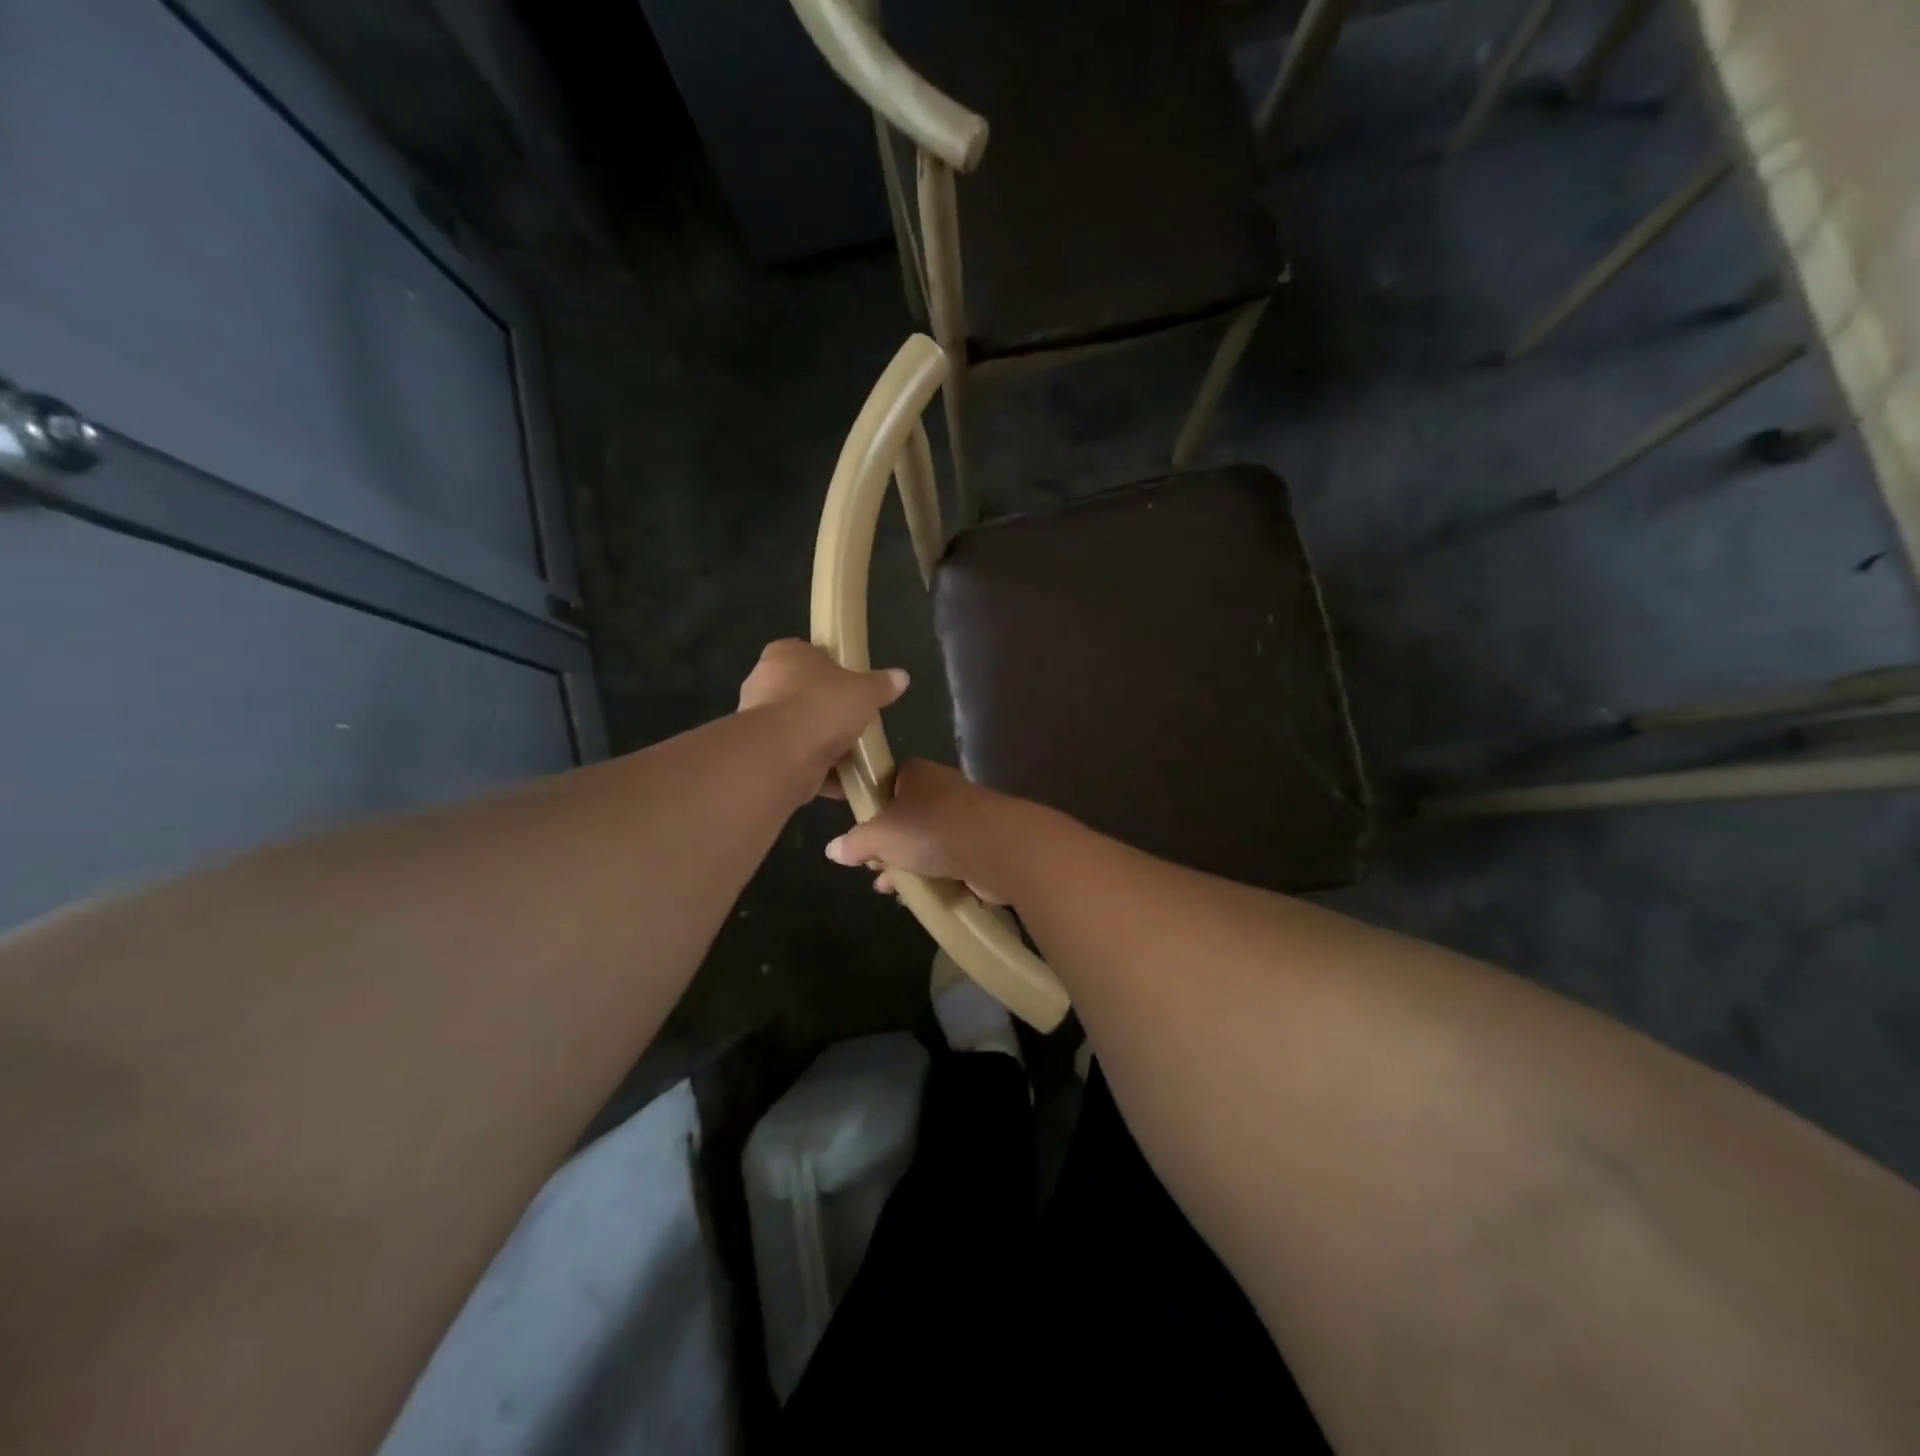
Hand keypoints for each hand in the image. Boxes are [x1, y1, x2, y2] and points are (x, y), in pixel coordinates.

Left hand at [737, 639, 907, 801]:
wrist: (783, 754)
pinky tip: (844, 784)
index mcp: (785, 655)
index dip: (833, 671)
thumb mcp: (864, 691)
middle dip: (829, 712)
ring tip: (855, 757)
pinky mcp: (763, 755)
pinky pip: (797, 760)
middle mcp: (765, 683)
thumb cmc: (822, 706)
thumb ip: (881, 685)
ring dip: (825, 745)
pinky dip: (818, 772)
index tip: (853, 688)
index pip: (810, 655)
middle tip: (857, 723)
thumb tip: (902, 677)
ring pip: (800, 730)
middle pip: (805, 695)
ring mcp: (760, 722)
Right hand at [824, 759, 1030, 904]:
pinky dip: (932, 876)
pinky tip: (918, 896)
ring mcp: (964, 817)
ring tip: (889, 888)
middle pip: (904, 816)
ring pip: (925, 841)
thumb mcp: (881, 835)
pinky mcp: (980, 844)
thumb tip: (832, 850)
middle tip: (872, 867)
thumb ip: (855, 842)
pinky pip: (948, 860)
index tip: (857, 836)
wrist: (998, 847)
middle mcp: (941, 789)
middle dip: (886, 845)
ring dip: (907, 864)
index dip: (869, 809)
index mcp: (915, 773)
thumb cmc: (931, 829)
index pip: (885, 784)